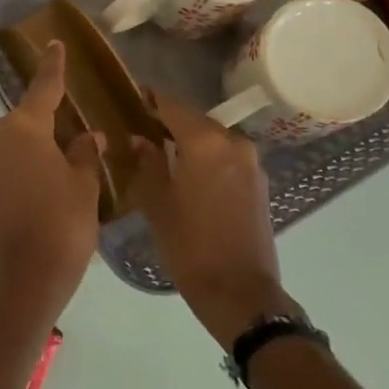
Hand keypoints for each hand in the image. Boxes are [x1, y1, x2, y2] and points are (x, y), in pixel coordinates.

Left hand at [0, 41, 104, 331]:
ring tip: (67, 163)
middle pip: (27, 119)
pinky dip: (26, 165)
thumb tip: (86, 135)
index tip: (55, 43)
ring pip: (16, 143)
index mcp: (22, 128)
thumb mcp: (83, 186)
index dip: (53, 66)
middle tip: (78, 131)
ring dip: (38, 146)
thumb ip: (84, 153)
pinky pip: (7, 163)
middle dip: (50, 121)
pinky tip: (48, 182)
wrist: (22, 281)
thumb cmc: (61, 225)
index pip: (43, 88)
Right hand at [130, 94, 298, 349]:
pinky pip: (225, 156)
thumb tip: (140, 139)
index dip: (149, 99)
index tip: (129, 96)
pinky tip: (187, 172)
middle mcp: (233, 142)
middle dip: (168, 121)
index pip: (172, 105)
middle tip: (139, 128)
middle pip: (194, 119)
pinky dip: (206, 157)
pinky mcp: (258, 182)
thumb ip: (147, 163)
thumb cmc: (190, 245)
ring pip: (212, 138)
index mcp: (205, 141)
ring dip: (188, 140)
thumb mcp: (157, 203)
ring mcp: (250, 162)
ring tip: (160, 151)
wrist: (240, 292)